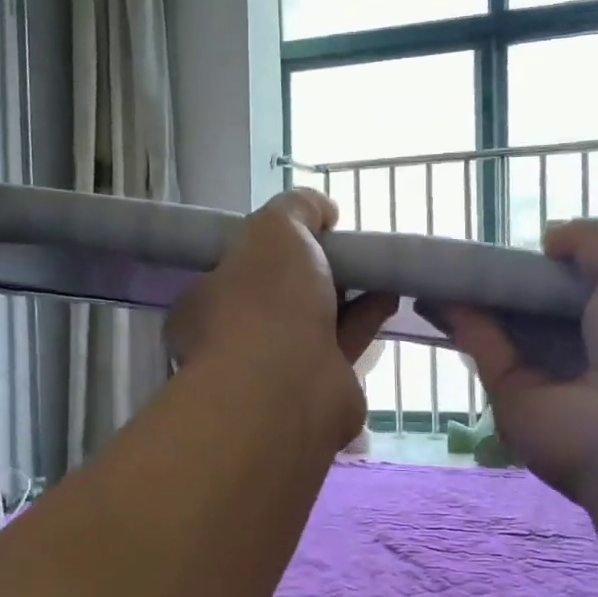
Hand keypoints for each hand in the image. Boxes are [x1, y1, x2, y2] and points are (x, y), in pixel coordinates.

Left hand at [166, 189, 398, 448]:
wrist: (289, 386)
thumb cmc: (266, 301)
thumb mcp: (276, 228)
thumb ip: (297, 208)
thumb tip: (322, 209)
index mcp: (207, 300)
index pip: (235, 266)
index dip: (270, 246)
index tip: (305, 231)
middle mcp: (235, 337)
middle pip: (279, 295)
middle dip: (313, 271)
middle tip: (345, 248)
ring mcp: (276, 367)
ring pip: (315, 319)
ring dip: (347, 293)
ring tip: (377, 266)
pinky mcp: (319, 387)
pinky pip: (343, 342)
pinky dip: (366, 317)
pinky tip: (389, 294)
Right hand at [434, 220, 597, 500]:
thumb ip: (594, 244)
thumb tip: (549, 238)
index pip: (586, 289)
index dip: (559, 265)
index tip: (532, 245)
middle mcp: (587, 351)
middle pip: (539, 309)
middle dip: (512, 282)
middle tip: (479, 252)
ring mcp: (546, 376)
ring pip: (506, 329)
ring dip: (478, 299)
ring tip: (445, 266)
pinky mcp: (510, 394)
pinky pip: (484, 349)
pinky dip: (463, 320)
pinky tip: (440, 291)